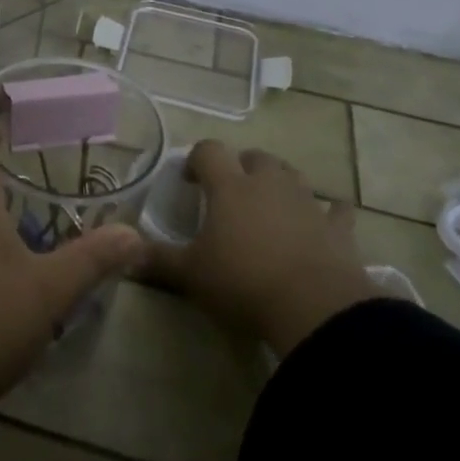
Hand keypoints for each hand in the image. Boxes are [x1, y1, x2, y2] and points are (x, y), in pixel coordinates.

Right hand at [144, 142, 377, 355]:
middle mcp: (268, 183)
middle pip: (254, 157)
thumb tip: (122, 249)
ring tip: (268, 203)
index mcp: (229, 187)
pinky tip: (323, 221)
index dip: (196, 159)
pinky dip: (327, 212)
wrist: (314, 308)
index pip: (209, 151)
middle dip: (240, 167)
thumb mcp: (190, 275)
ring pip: (292, 174)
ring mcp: (307, 202)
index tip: (189, 181)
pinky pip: (334, 209)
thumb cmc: (243, 283)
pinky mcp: (337, 228)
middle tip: (229, 193)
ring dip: (278, 182)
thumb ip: (155, 259)